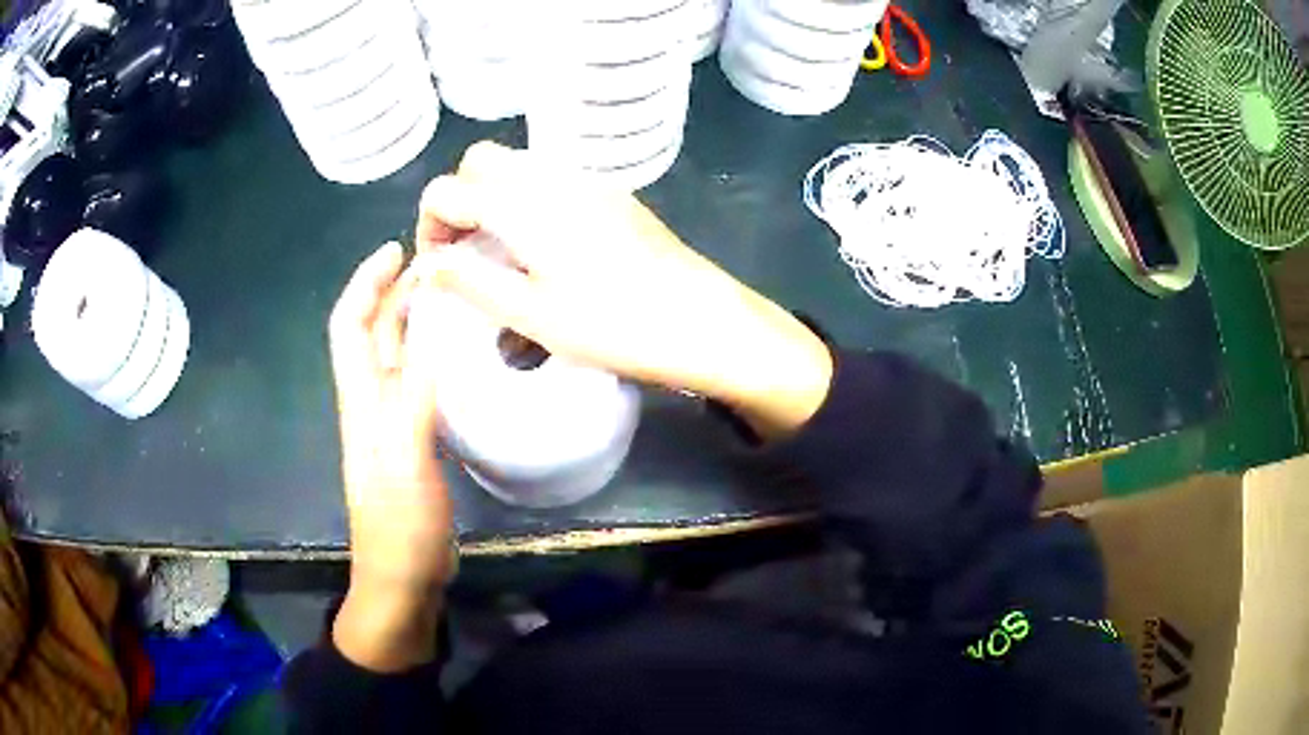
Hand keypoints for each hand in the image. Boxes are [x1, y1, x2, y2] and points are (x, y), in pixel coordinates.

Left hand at [327, 242, 453, 671]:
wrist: (403, 577)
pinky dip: (436, 356)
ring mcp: (393, 423)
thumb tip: (433, 341)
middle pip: (374, 334)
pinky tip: (465, 354)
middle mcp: (371, 403)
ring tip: (456, 295)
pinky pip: (420, 383)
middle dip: (396, 291)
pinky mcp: (415, 441)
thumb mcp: (406, 462)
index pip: (349, 326)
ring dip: (416, 319)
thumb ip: (414, 402)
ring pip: (398, 356)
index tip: (395, 250)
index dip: (364, 284)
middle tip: (440, 264)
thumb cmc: (399, 525)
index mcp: (360, 401)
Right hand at [414, 142, 833, 438]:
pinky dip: (527, 197)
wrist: (701, 319)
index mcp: (523, 204)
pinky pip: (551, 177)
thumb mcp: (532, 315)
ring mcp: (587, 179)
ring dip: (492, 195)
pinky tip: (544, 245)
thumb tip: (427, 264)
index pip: (448, 189)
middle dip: (458, 197)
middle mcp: (552, 176)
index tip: (437, 265)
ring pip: (518, 164)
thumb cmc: (614, 325)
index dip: (428, 224)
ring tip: (500, 250)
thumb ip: (471, 282)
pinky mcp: (612, 193)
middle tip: (465, 249)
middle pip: (481, 161)